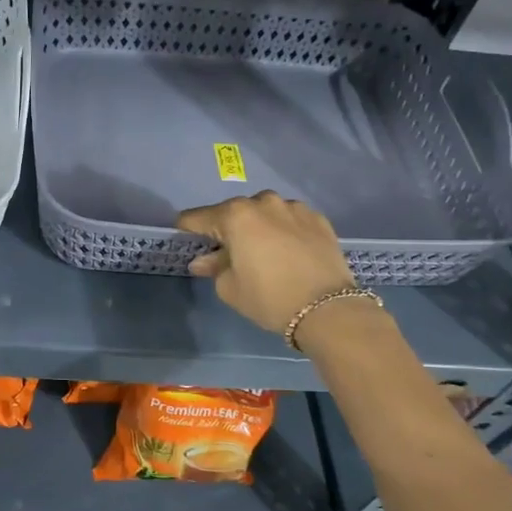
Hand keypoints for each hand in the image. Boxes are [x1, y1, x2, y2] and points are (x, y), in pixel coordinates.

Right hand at [176, 191, 360, 335]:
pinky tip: (287, 251)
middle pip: (234, 212)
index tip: (183, 237)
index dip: (187, 228)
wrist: (328, 308)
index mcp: (235, 216)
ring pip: (265, 212)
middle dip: (226, 228)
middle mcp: (263, 202)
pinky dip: (283, 230)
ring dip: (257, 226)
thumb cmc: (269, 297)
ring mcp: (294, 208)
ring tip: (261, 250)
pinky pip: (290, 220)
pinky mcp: (318, 219)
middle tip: (225, 251)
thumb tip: (203, 261)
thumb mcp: (230, 288)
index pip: (198, 217)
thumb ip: (214, 267)